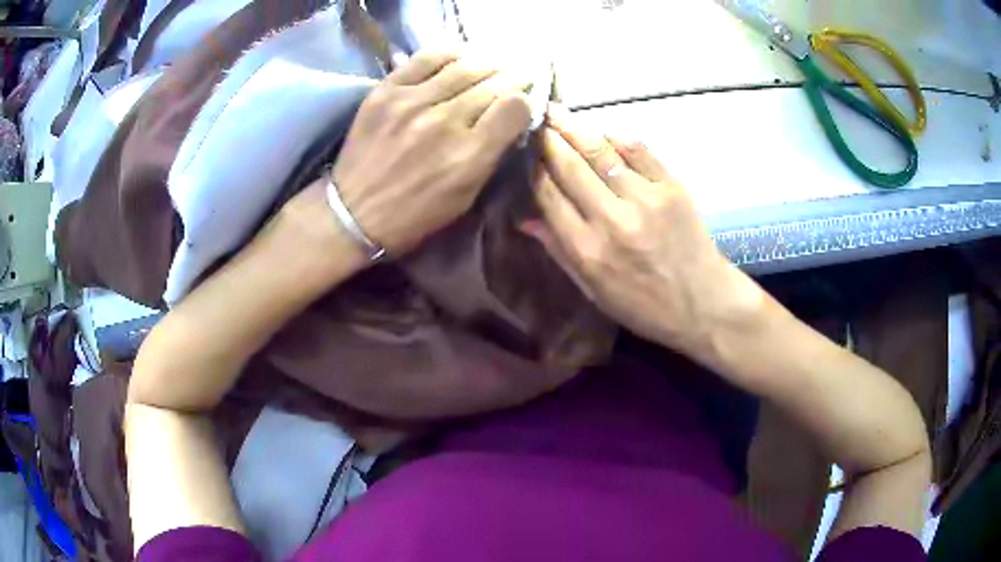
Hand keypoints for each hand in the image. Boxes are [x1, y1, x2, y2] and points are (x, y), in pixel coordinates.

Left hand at [331, 51, 531, 255]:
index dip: (525, 102)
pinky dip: (451, 53)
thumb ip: (492, 156)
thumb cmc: (414, 214)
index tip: (523, 102)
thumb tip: (512, 118)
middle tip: (517, 78)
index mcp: (467, 156)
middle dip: (513, 79)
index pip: (515, 108)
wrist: (353, 213)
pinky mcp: (386, 90)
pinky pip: (428, 57)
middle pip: (494, 83)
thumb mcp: (465, 198)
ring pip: (465, 66)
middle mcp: (443, 122)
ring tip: (493, 66)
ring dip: (488, 64)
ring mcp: (411, 102)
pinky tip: (462, 56)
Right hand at [523, 114, 764, 357]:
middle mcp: (612, 219)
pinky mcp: (672, 186)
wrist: (704, 304)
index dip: (532, 168)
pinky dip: (617, 136)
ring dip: (575, 128)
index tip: (523, 151)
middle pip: (570, 166)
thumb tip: (525, 219)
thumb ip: (560, 251)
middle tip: (535, 119)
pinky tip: (602, 130)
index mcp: (587, 250)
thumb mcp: (594, 291)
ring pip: (600, 151)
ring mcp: (645, 198)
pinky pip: (639, 149)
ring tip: (558, 113)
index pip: (548, 195)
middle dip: (548, 139)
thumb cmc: (645, 306)